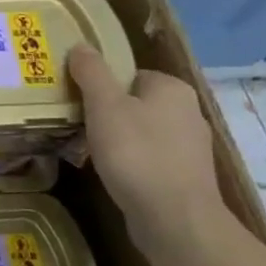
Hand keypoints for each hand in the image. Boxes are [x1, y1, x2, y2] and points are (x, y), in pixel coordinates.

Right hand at [68, 45, 224, 236]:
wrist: (174, 219)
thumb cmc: (136, 153)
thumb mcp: (104, 105)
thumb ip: (92, 72)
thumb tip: (81, 46)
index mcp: (172, 89)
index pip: (129, 73)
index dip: (100, 83)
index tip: (75, 98)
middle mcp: (188, 112)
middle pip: (134, 102)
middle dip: (106, 112)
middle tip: (75, 123)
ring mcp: (189, 147)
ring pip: (141, 131)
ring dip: (116, 139)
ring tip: (86, 149)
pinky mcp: (185, 176)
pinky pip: (149, 158)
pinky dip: (129, 162)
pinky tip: (110, 173)